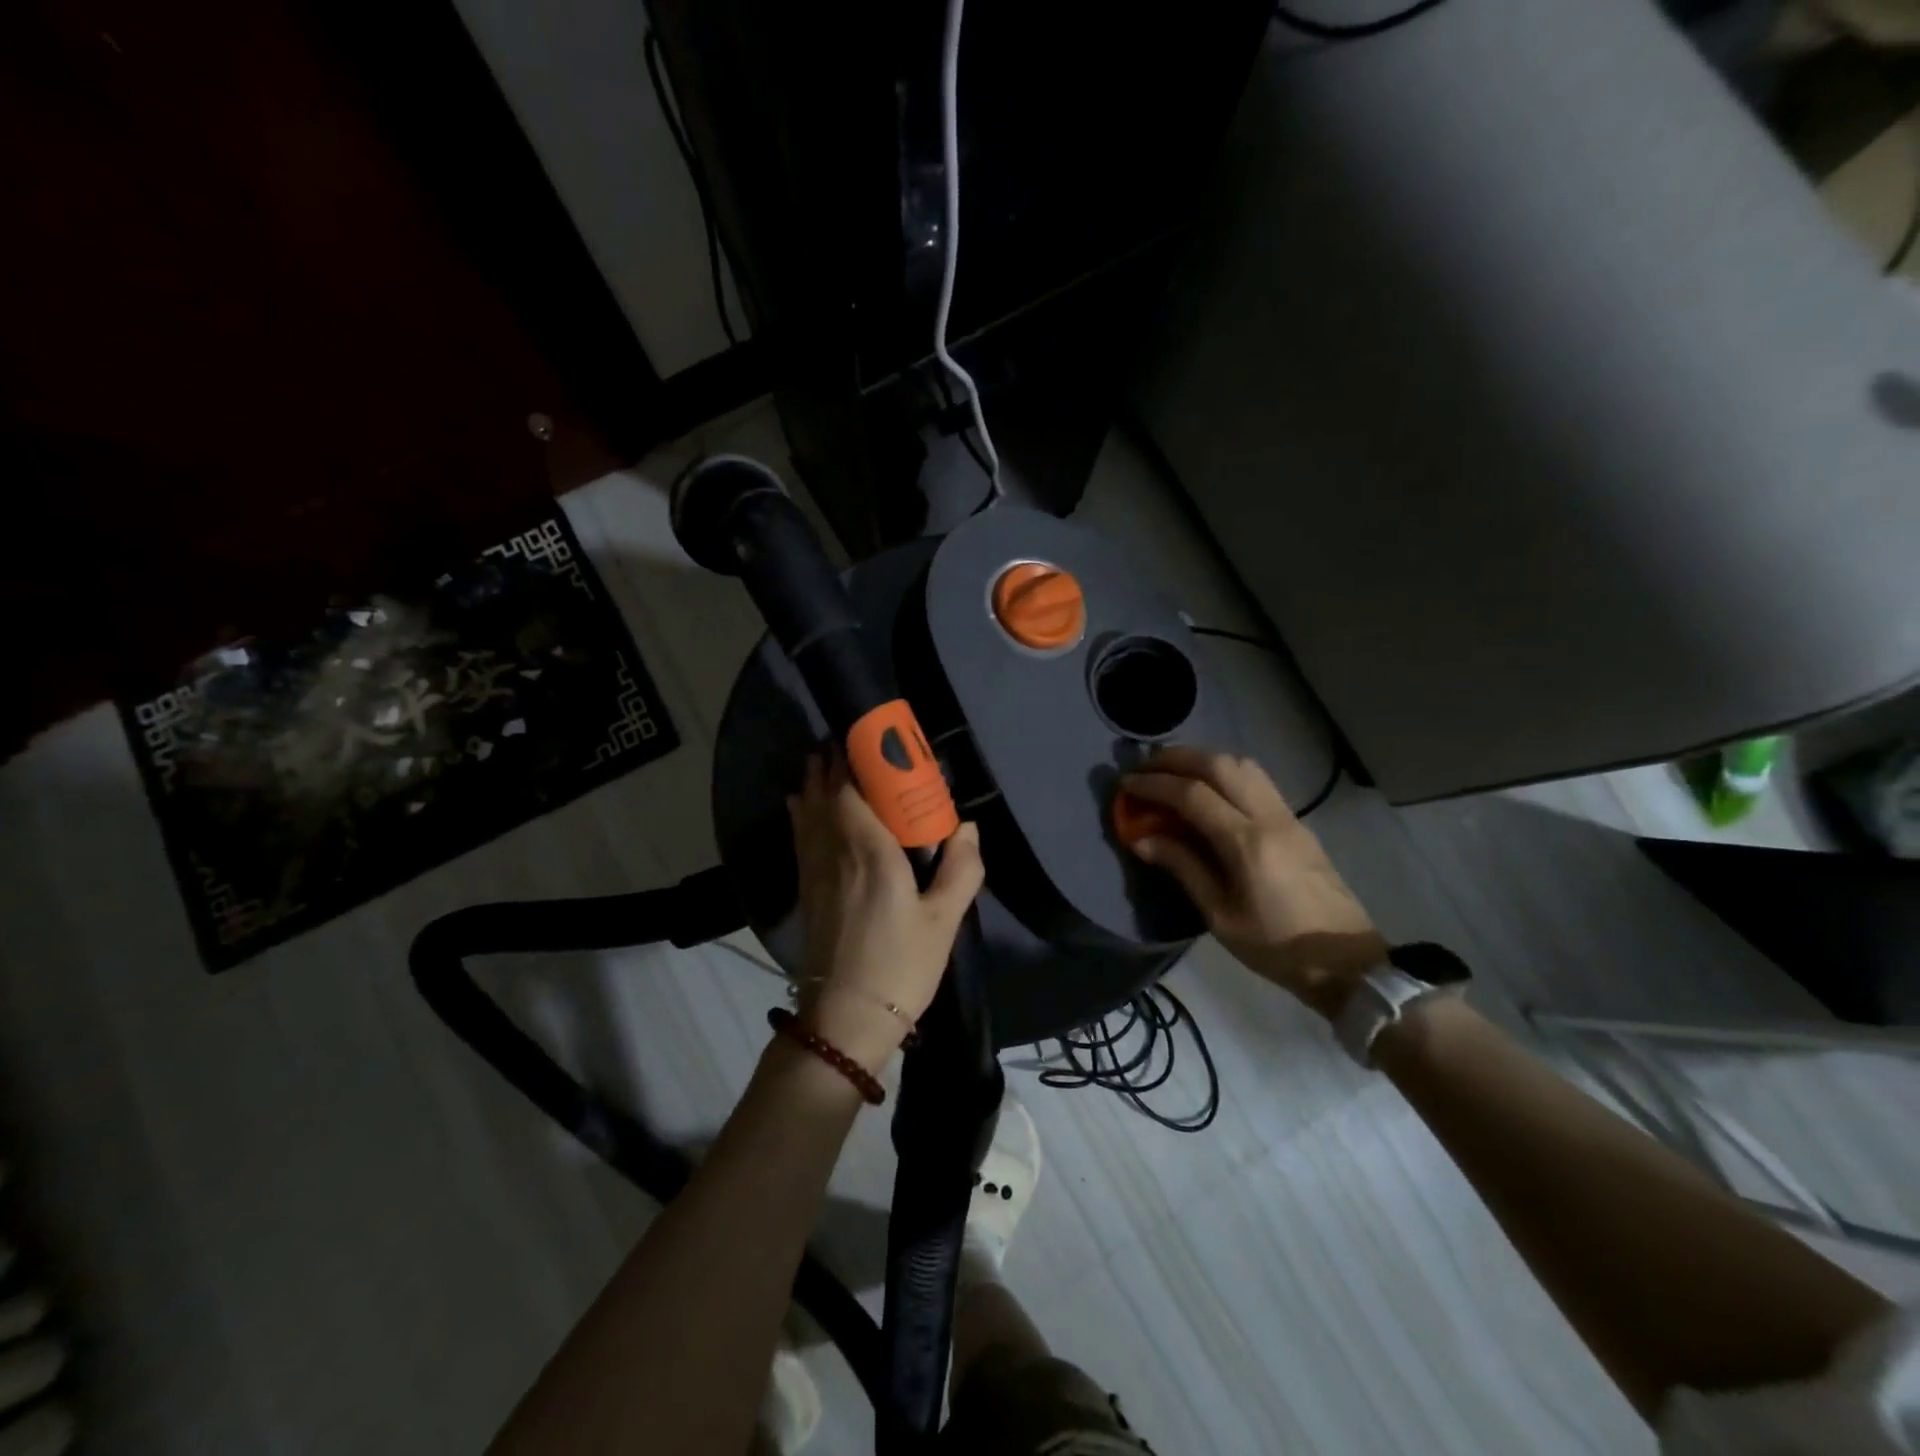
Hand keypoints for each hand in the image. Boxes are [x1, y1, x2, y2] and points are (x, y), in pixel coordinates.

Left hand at [788, 753, 983, 1071]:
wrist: (845, 1019)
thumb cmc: (900, 966)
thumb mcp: (944, 921)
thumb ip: (961, 870)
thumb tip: (966, 828)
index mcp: (870, 852)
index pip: (852, 790)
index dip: (853, 759)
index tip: (865, 736)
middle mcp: (835, 852)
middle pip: (825, 795)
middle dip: (831, 764)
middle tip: (844, 740)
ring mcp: (814, 872)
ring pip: (808, 813)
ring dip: (813, 782)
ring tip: (820, 759)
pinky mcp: (806, 891)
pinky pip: (799, 836)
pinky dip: (800, 812)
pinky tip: (799, 803)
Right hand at [1122, 746, 1384, 1017]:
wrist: (1347, 963)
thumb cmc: (1277, 947)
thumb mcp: (1221, 917)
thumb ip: (1182, 868)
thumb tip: (1141, 838)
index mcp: (1247, 844)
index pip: (1193, 795)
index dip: (1154, 784)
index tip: (1125, 785)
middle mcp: (1269, 818)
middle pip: (1220, 764)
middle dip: (1177, 758)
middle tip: (1145, 767)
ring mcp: (1288, 816)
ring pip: (1243, 765)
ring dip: (1204, 759)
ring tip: (1173, 772)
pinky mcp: (1297, 823)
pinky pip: (1257, 780)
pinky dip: (1225, 771)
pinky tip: (1208, 788)